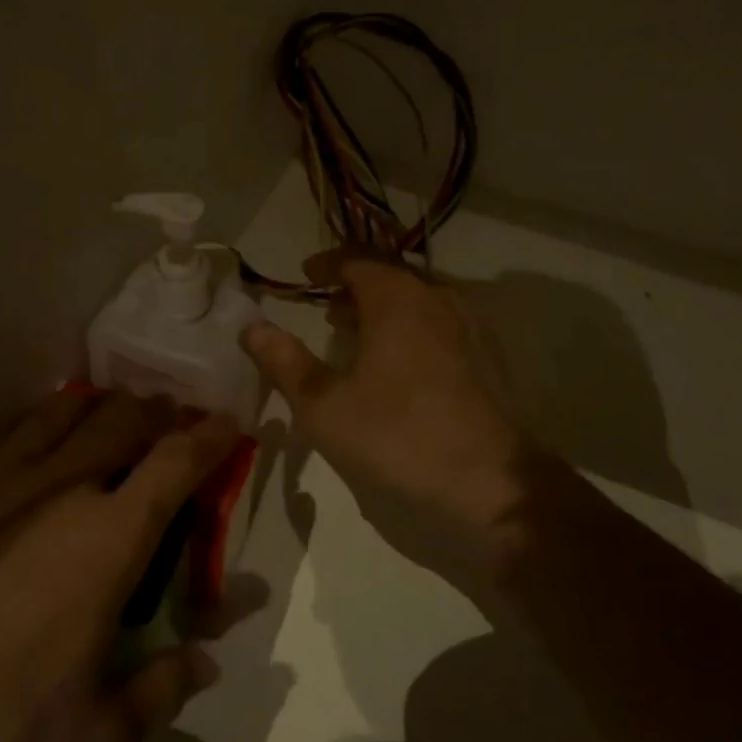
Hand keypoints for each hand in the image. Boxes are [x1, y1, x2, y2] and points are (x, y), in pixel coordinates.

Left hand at [0, 391, 238, 741]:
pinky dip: (29, 422)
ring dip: (97, 409)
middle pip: (121, 419)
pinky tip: (28, 432)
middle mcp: (54, 488)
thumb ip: (165, 691)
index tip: (230, 423)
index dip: (212, 437)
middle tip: (170, 421)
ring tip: (109, 415)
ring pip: (58, 414)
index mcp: (106, 539)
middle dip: (158, 413)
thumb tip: (207, 661)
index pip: (177, 463)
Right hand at [240, 250, 539, 574]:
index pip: (357, 260)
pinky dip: (412, 326)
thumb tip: (251, 328)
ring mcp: (470, 326)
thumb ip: (284, 362)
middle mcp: (437, 298)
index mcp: (396, 298)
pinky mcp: (489, 357)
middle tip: (327, 306)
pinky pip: (441, 322)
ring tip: (358, 333)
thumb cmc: (396, 435)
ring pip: (419, 299)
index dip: (327, 264)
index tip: (306, 274)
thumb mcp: (324, 405)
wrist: (490, 481)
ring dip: (385, 307)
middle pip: (391, 275)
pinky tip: (402, 363)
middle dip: (356, 285)